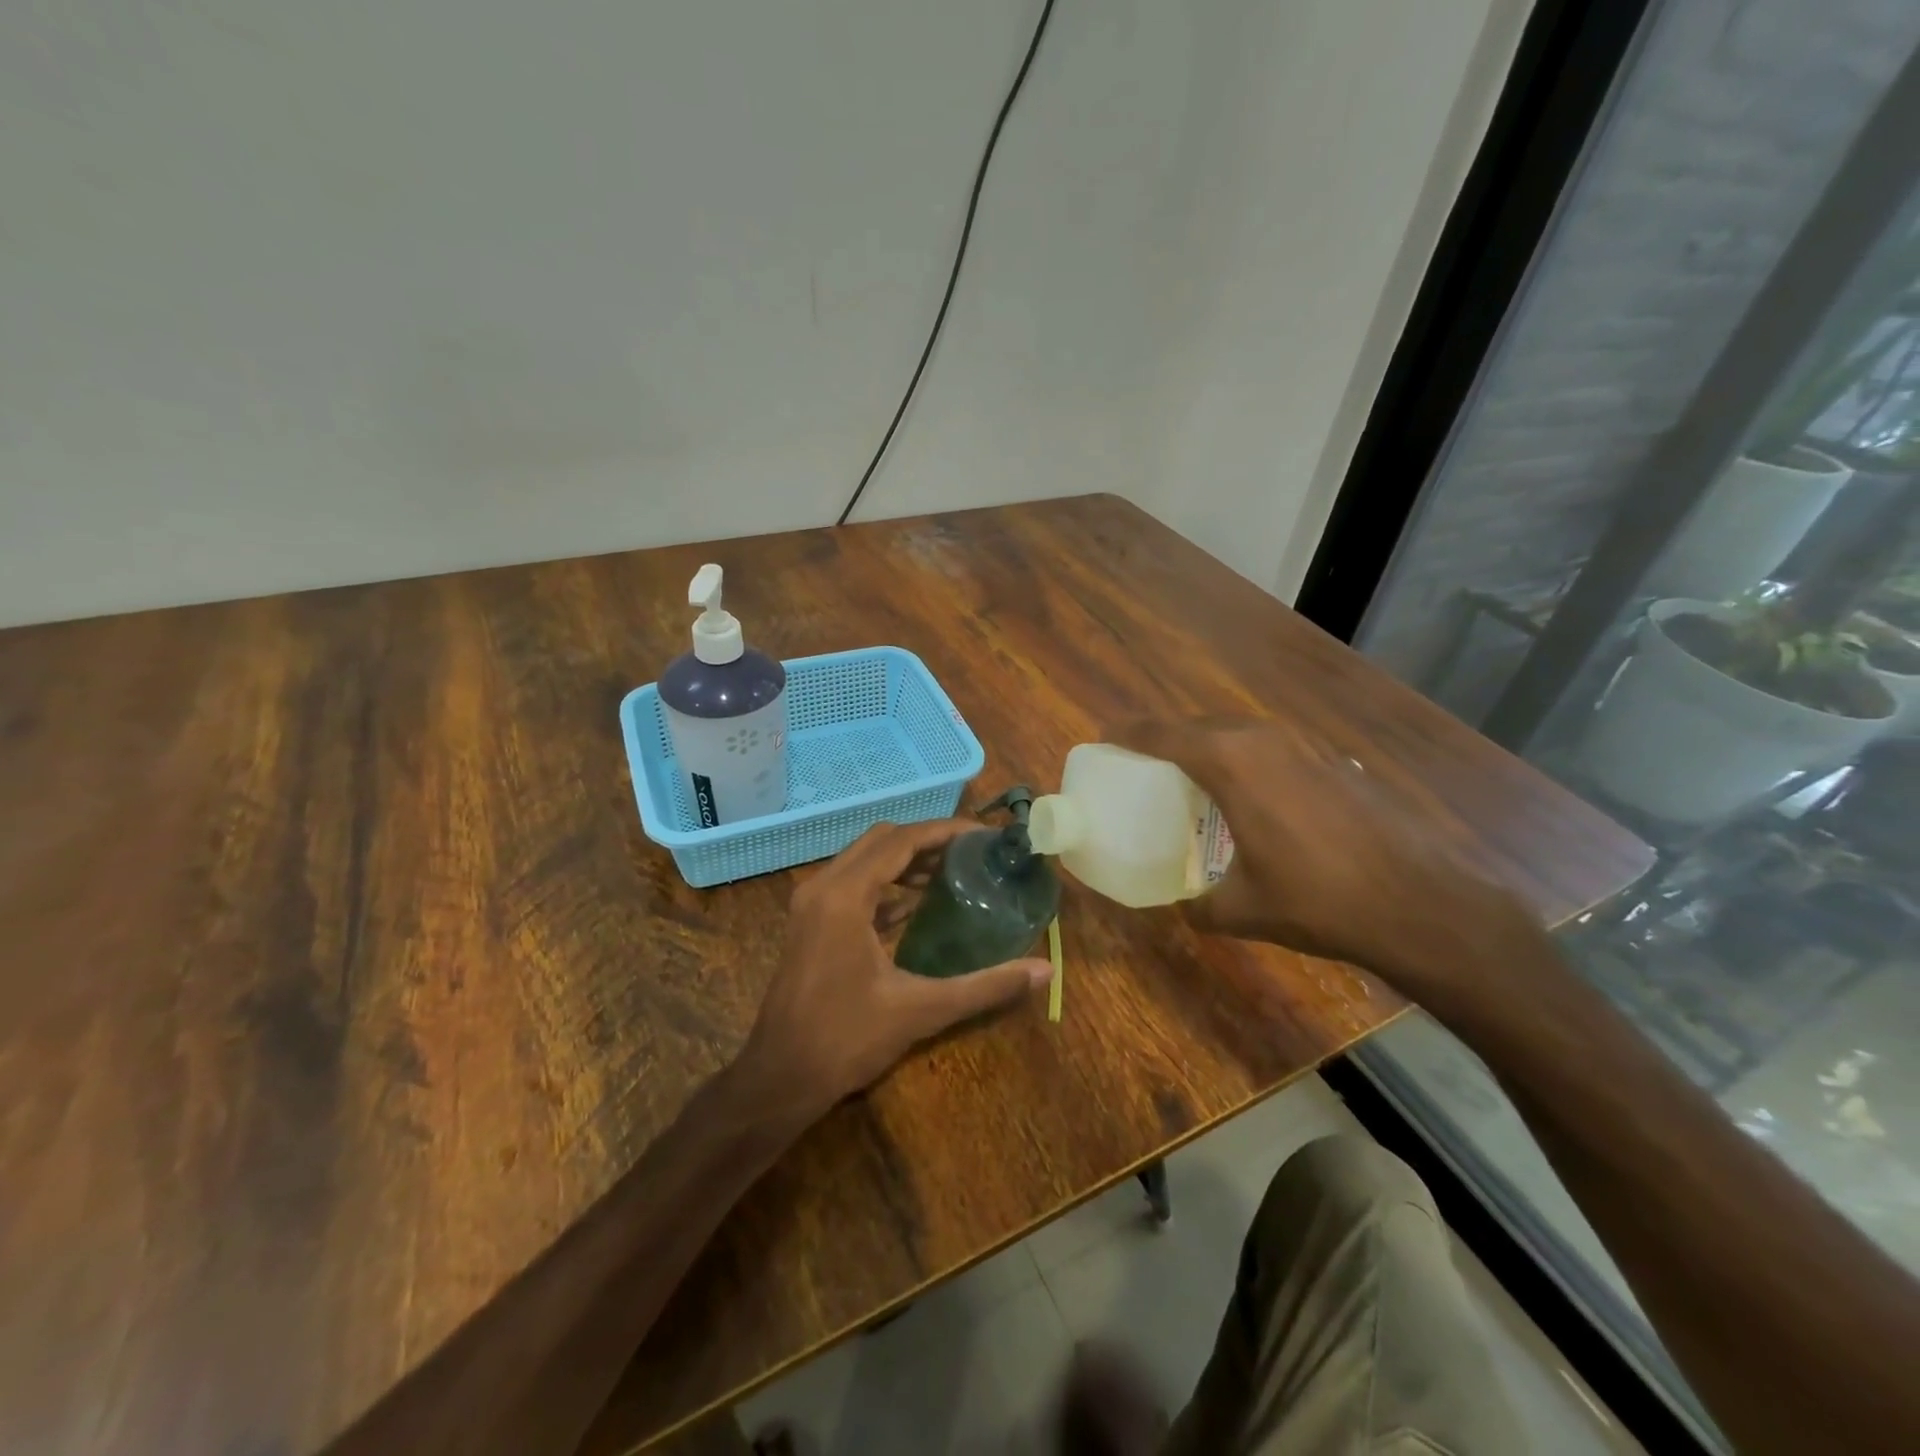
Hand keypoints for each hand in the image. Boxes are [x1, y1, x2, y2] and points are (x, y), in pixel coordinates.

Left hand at [736, 819, 1053, 1121]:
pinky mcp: (809, 922)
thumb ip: (985, 987)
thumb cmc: (846, 1040)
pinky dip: (884, 883)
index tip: (983, 836)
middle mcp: (822, 886)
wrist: (779, 1078)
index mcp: (845, 895)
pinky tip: (914, 905)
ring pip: (863, 859)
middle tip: (970, 854)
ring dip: (904, 860)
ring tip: (950, 872)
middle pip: (881, 841)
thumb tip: (1044, 971)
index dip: (944, 831)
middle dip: (927, 840)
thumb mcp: (921, 1010)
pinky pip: (851, 883)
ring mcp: (810, 904)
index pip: (901, 841)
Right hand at [1109, 717, 1538, 1002]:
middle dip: (1167, 740)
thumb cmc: (1318, 899)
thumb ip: (1199, 906)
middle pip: (1199, 726)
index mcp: (1230, 762)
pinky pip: (1271, 749)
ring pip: (1239, 733)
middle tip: (1145, 766)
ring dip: (1210, 748)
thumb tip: (1182, 909)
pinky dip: (1248, 761)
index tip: (1105, 738)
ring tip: (1193, 780)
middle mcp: (1264, 740)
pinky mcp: (1333, 761)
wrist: (1421, 903)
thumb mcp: (1243, 910)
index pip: (1162, 734)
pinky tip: (1254, 799)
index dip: (1128, 733)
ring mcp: (1305, 746)